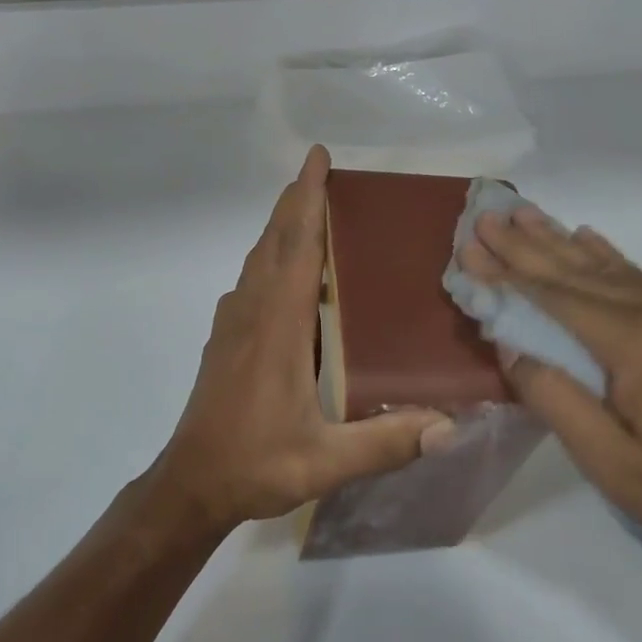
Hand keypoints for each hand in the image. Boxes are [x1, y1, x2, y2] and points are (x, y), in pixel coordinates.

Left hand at [146, 146, 452, 535]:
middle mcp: (252, 312)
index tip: (317, 158)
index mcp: (278, 326)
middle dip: (295, 201)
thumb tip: (450, 426)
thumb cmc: (256, 463)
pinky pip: (250, 280)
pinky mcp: (225, 339)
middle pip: (274, 241)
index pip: (297, 247)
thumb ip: (386, 442)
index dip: (307, 199)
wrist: (192, 483)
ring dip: (281, 227)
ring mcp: (233, 324)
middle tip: (320, 172)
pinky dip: (270, 257)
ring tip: (308, 210)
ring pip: (258, 258)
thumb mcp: (325, 461)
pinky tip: (287, 273)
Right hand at [462, 207, 641, 587]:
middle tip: (488, 214)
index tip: (469, 245)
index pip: (555, 296)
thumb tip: (512, 346)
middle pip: (580, 271)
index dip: (507, 271)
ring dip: (563, 242)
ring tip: (526, 213)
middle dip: (527, 243)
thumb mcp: (613, 463)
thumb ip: (555, 399)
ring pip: (615, 269)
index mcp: (638, 344)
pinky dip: (612, 259)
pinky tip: (591, 240)